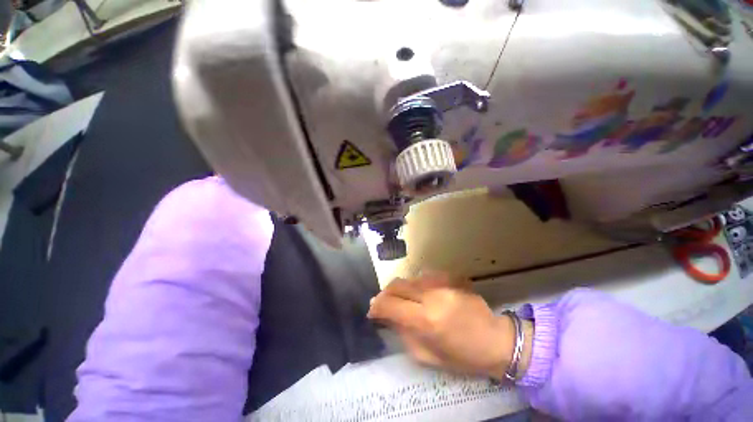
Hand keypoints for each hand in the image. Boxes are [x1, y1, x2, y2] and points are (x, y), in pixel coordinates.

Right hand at [368, 272, 531, 380]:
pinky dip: (417, 285)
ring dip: (401, 289)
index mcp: (426, 320)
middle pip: (397, 285)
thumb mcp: (427, 357)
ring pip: (409, 279)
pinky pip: (424, 276)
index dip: (376, 307)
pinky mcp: (450, 276)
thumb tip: (386, 316)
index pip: (390, 305)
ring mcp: (442, 282)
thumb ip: (403, 334)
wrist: (495, 339)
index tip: (372, 311)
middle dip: (386, 294)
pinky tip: (423, 295)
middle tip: (384, 303)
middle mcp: (431, 295)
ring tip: (405, 301)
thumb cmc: (462, 356)